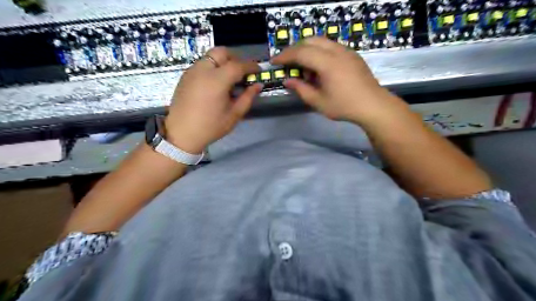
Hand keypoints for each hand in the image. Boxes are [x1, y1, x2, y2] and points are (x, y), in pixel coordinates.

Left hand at [165, 48, 263, 154]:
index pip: (238, 65)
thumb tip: (258, 85)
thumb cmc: (211, 127)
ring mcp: (191, 71)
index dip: (251, 66)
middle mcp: (203, 70)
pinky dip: (212, 67)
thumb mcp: (234, 115)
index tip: (259, 70)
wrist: (182, 134)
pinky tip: (215, 83)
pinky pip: (202, 64)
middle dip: (235, 58)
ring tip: (229, 79)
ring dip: (223, 62)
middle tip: (242, 72)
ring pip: (210, 56)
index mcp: (217, 80)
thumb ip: (247, 97)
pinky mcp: (185, 76)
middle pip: (222, 52)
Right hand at [272, 36, 406, 124]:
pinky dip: (319, 52)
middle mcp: (337, 51)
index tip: (274, 61)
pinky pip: (331, 46)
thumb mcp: (318, 102)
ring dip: (308, 50)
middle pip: (310, 40)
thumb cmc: (344, 106)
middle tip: (287, 63)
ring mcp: (346, 51)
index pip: (301, 52)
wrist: (373, 105)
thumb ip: (301, 89)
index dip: (285, 56)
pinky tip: (319, 68)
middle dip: (295, 49)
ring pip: (321, 41)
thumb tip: (287, 80)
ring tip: (304, 69)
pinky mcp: (352, 55)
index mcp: (327, 63)